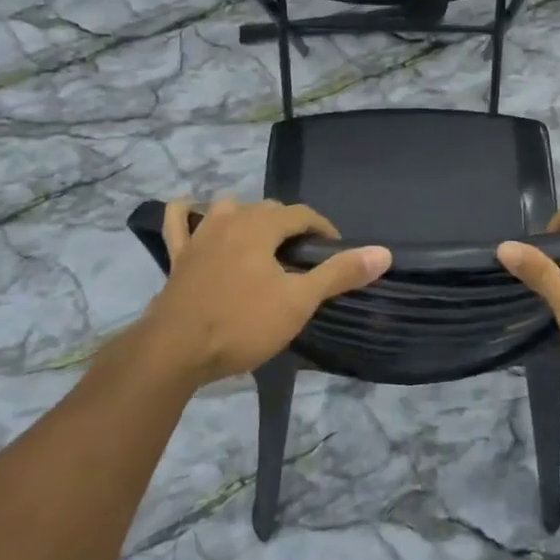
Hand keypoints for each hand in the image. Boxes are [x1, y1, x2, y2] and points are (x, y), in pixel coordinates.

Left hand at [139, 199, 390, 385]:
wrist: (176, 351)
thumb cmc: (243, 323)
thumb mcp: (299, 301)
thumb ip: (339, 273)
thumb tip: (383, 252)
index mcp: (260, 225)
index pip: (302, 214)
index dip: (323, 229)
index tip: (336, 254)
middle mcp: (229, 219)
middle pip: (267, 209)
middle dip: (290, 226)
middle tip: (304, 257)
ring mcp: (198, 236)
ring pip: (227, 209)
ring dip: (247, 216)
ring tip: (262, 240)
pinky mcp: (177, 257)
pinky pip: (179, 224)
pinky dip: (188, 215)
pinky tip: (194, 214)